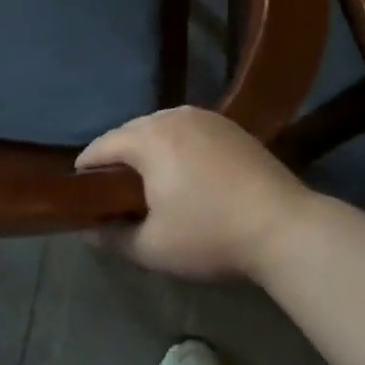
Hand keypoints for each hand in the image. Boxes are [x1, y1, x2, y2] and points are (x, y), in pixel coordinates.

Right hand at [77, 107, 311, 281]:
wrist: (285, 227)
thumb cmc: (210, 235)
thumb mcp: (154, 248)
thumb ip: (114, 238)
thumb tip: (88, 232)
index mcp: (148, 138)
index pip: (103, 145)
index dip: (87, 167)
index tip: (79, 187)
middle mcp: (173, 116)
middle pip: (131, 131)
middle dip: (118, 155)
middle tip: (112, 187)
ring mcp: (206, 117)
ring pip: (161, 127)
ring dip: (149, 148)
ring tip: (147, 178)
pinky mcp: (231, 126)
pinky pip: (189, 130)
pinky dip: (177, 146)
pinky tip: (184, 171)